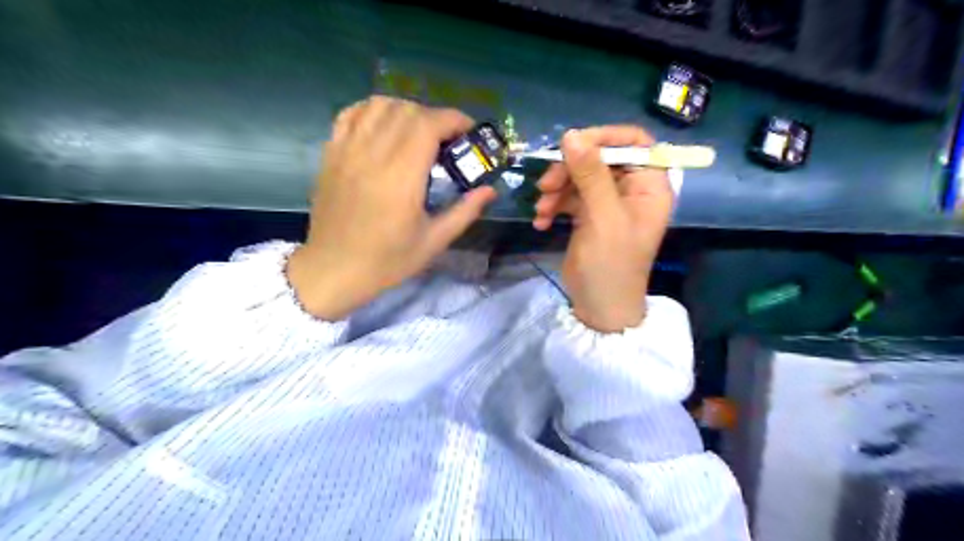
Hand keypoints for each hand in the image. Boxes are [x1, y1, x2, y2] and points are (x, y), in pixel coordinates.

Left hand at [285, 95, 496, 318]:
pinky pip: (352, 114)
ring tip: (417, 131)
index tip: (469, 131)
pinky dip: (373, 110)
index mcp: (401, 177)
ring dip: (406, 110)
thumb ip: (464, 211)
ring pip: (379, 105)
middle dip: (435, 117)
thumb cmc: (386, 261)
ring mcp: (347, 150)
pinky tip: (385, 126)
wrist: (333, 269)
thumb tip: (490, 190)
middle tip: (447, 139)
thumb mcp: (433, 242)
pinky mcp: (331, 153)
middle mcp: (373, 155)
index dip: (454, 120)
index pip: (428, 124)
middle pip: (407, 110)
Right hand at [534, 128, 671, 331]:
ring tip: (541, 208)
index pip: (635, 142)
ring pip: (579, 176)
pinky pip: (569, 197)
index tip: (572, 144)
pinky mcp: (588, 215)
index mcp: (649, 186)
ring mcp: (608, 202)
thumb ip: (590, 174)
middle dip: (570, 169)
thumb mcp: (603, 217)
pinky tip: (541, 222)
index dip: (604, 137)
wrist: (599, 307)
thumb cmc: (611, 264)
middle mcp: (631, 189)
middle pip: (600, 158)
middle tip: (546, 184)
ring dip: (557, 189)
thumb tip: (571, 135)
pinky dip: (554, 205)